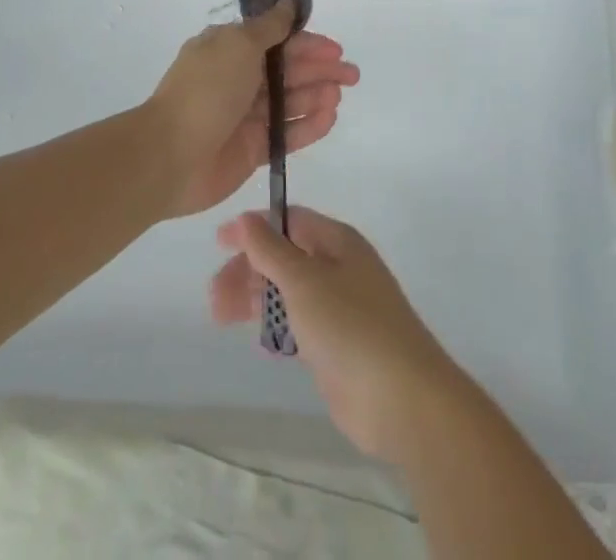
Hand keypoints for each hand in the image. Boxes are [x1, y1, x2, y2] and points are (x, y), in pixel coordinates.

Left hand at [145, 3, 358, 217]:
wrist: (169, 156)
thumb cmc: (206, 91)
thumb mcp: (238, 45)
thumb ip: (269, 27)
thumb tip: (288, 3)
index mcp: (230, 50)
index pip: (277, 41)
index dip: (307, 43)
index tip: (335, 48)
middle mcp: (239, 79)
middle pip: (288, 71)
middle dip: (320, 69)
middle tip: (352, 74)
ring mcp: (245, 116)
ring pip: (290, 101)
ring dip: (316, 95)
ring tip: (338, 95)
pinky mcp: (252, 149)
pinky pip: (286, 134)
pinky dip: (308, 125)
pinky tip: (329, 118)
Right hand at [209, 207, 467, 462]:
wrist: (401, 398)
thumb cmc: (350, 325)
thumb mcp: (303, 280)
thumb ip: (270, 249)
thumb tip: (245, 218)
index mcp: (337, 241)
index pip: (290, 220)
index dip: (254, 228)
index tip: (219, 244)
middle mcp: (339, 267)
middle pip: (285, 257)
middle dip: (248, 270)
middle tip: (214, 296)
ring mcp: (340, 307)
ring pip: (289, 292)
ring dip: (256, 299)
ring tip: (221, 317)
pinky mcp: (337, 345)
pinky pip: (299, 324)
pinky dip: (278, 327)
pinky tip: (262, 342)